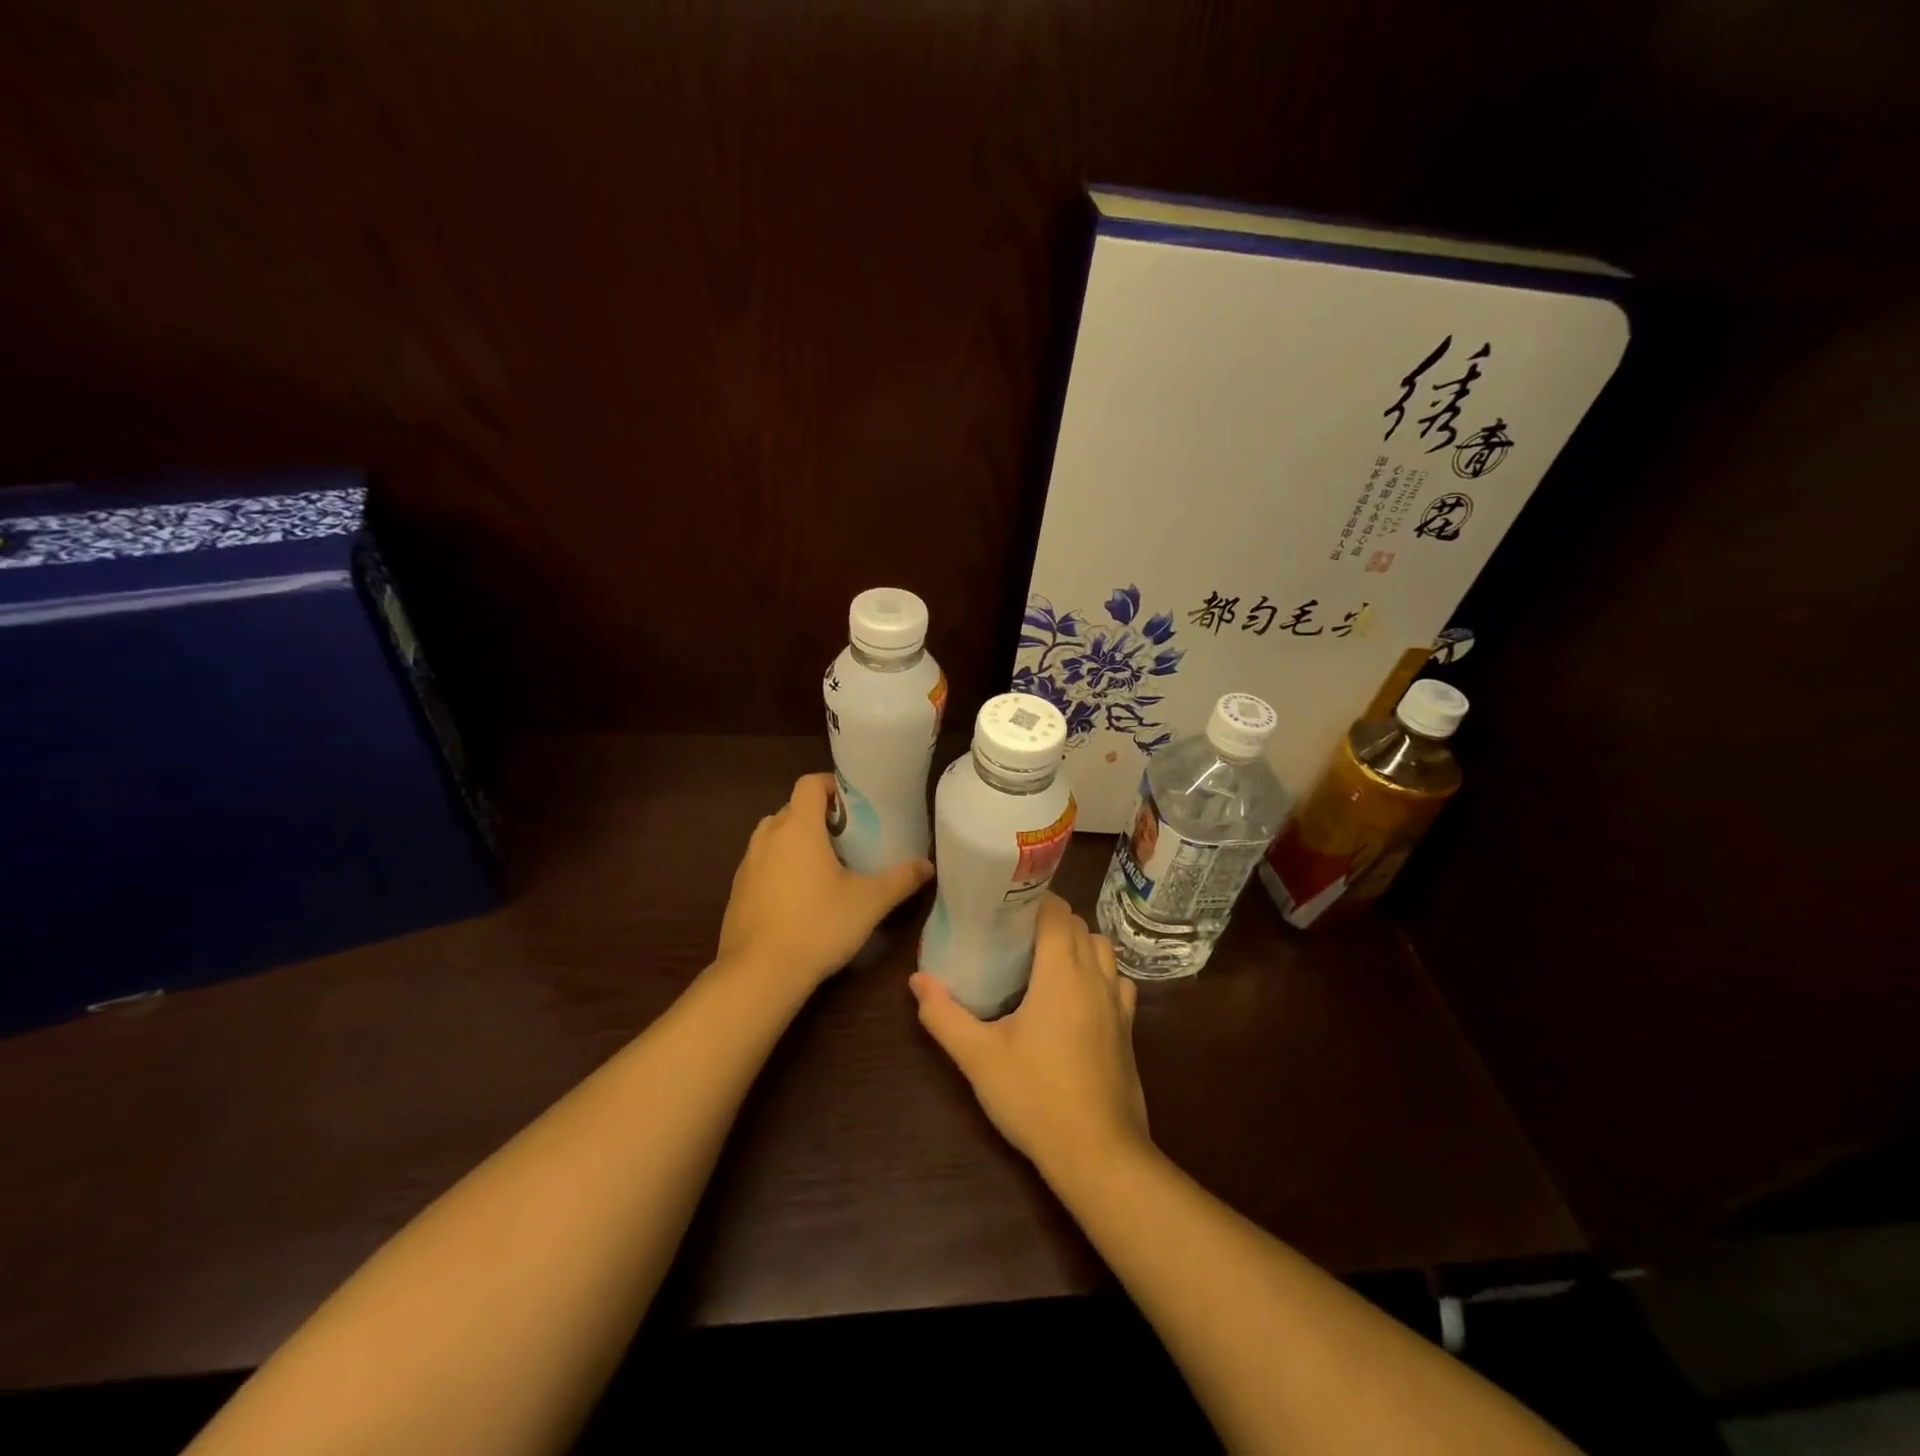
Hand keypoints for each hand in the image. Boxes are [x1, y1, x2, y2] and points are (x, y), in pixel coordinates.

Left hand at [718, 773, 932, 995]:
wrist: (760, 973)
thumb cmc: (818, 925)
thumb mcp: (869, 902)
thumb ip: (901, 879)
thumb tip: (927, 865)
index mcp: (798, 827)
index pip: (810, 783)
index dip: (832, 786)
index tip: (854, 806)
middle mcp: (768, 837)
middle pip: (792, 809)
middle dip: (818, 816)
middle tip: (847, 838)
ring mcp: (747, 864)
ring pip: (774, 836)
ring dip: (796, 841)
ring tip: (824, 866)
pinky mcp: (737, 891)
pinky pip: (762, 864)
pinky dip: (780, 867)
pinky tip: (799, 897)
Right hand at [910, 894, 1148, 1177]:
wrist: (1098, 1154)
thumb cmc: (1035, 1098)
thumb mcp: (978, 1058)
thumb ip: (944, 1015)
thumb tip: (917, 980)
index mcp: (1061, 972)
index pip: (1057, 911)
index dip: (1033, 900)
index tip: (1004, 906)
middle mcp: (1095, 977)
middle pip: (1079, 925)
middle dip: (1050, 919)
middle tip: (1013, 933)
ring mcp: (1118, 1002)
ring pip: (1103, 948)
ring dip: (1077, 943)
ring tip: (1044, 960)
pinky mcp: (1128, 1027)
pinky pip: (1117, 980)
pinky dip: (1099, 972)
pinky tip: (1077, 996)